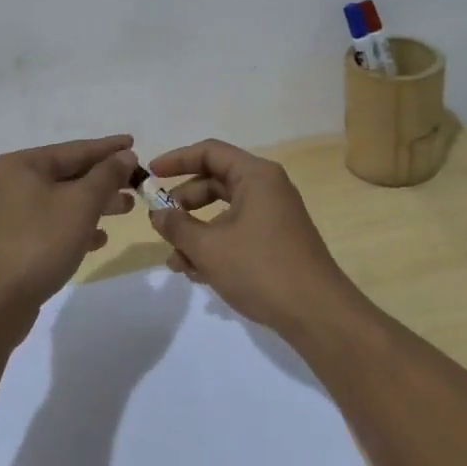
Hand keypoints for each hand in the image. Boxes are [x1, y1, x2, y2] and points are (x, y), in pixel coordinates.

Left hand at [0, 135, 137, 317]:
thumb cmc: (39, 243)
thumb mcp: (81, 204)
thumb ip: (107, 175)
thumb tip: (125, 155)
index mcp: (24, 165)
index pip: (76, 149)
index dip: (108, 148)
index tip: (135, 142)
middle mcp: (14, 183)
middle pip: (70, 174)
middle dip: (105, 179)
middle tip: (137, 182)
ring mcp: (13, 214)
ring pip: (64, 200)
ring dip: (96, 203)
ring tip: (127, 208)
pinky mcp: (16, 242)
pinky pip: (54, 224)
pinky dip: (78, 226)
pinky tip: (100, 238)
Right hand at [145, 139, 358, 334]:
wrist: (316, 313)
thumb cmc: (261, 269)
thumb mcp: (209, 247)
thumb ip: (177, 226)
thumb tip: (158, 213)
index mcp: (256, 176)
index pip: (210, 152)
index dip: (176, 159)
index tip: (150, 174)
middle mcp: (267, 188)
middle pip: (215, 181)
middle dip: (184, 203)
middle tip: (160, 223)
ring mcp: (274, 215)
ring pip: (224, 212)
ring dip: (196, 232)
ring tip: (176, 262)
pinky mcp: (276, 241)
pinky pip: (237, 231)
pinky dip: (215, 246)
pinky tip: (197, 274)